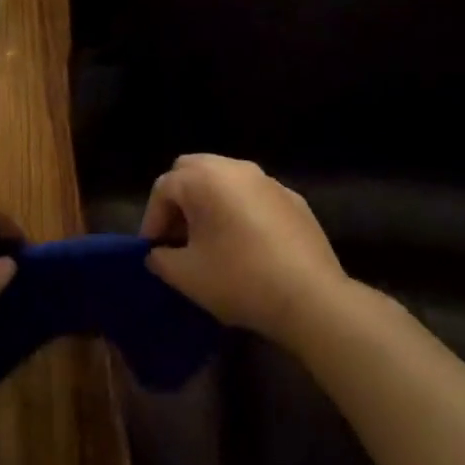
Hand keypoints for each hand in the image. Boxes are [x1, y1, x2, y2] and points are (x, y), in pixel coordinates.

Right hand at [141, 154, 344, 345]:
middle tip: (177, 236)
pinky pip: (253, 195)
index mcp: (204, 178)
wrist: (311, 297)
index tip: (153, 251)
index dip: (152, 219)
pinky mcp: (293, 198)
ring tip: (209, 238)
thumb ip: (161, 259)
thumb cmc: (240, 280)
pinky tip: (246, 243)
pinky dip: (240, 209)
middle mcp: (234, 167)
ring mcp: (267, 180)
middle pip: (193, 170)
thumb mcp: (187, 276)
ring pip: (225, 178)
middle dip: (179, 199)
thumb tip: (158, 253)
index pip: (164, 188)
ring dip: (210, 201)